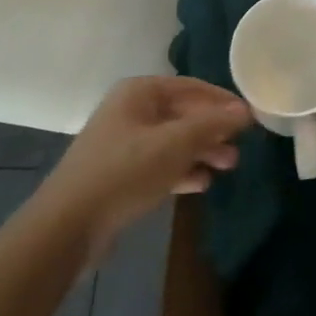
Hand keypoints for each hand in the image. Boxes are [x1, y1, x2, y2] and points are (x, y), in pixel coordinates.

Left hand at [41, 77, 251, 251]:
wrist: (66, 228)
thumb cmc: (124, 171)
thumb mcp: (175, 144)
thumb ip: (212, 124)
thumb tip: (245, 111)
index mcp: (139, 92)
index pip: (191, 87)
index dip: (222, 101)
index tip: (250, 116)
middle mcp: (131, 111)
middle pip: (183, 114)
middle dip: (213, 130)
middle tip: (241, 146)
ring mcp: (123, 144)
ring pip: (173, 141)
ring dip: (201, 152)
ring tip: (229, 166)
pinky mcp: (120, 175)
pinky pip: (160, 165)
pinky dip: (182, 170)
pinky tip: (202, 183)